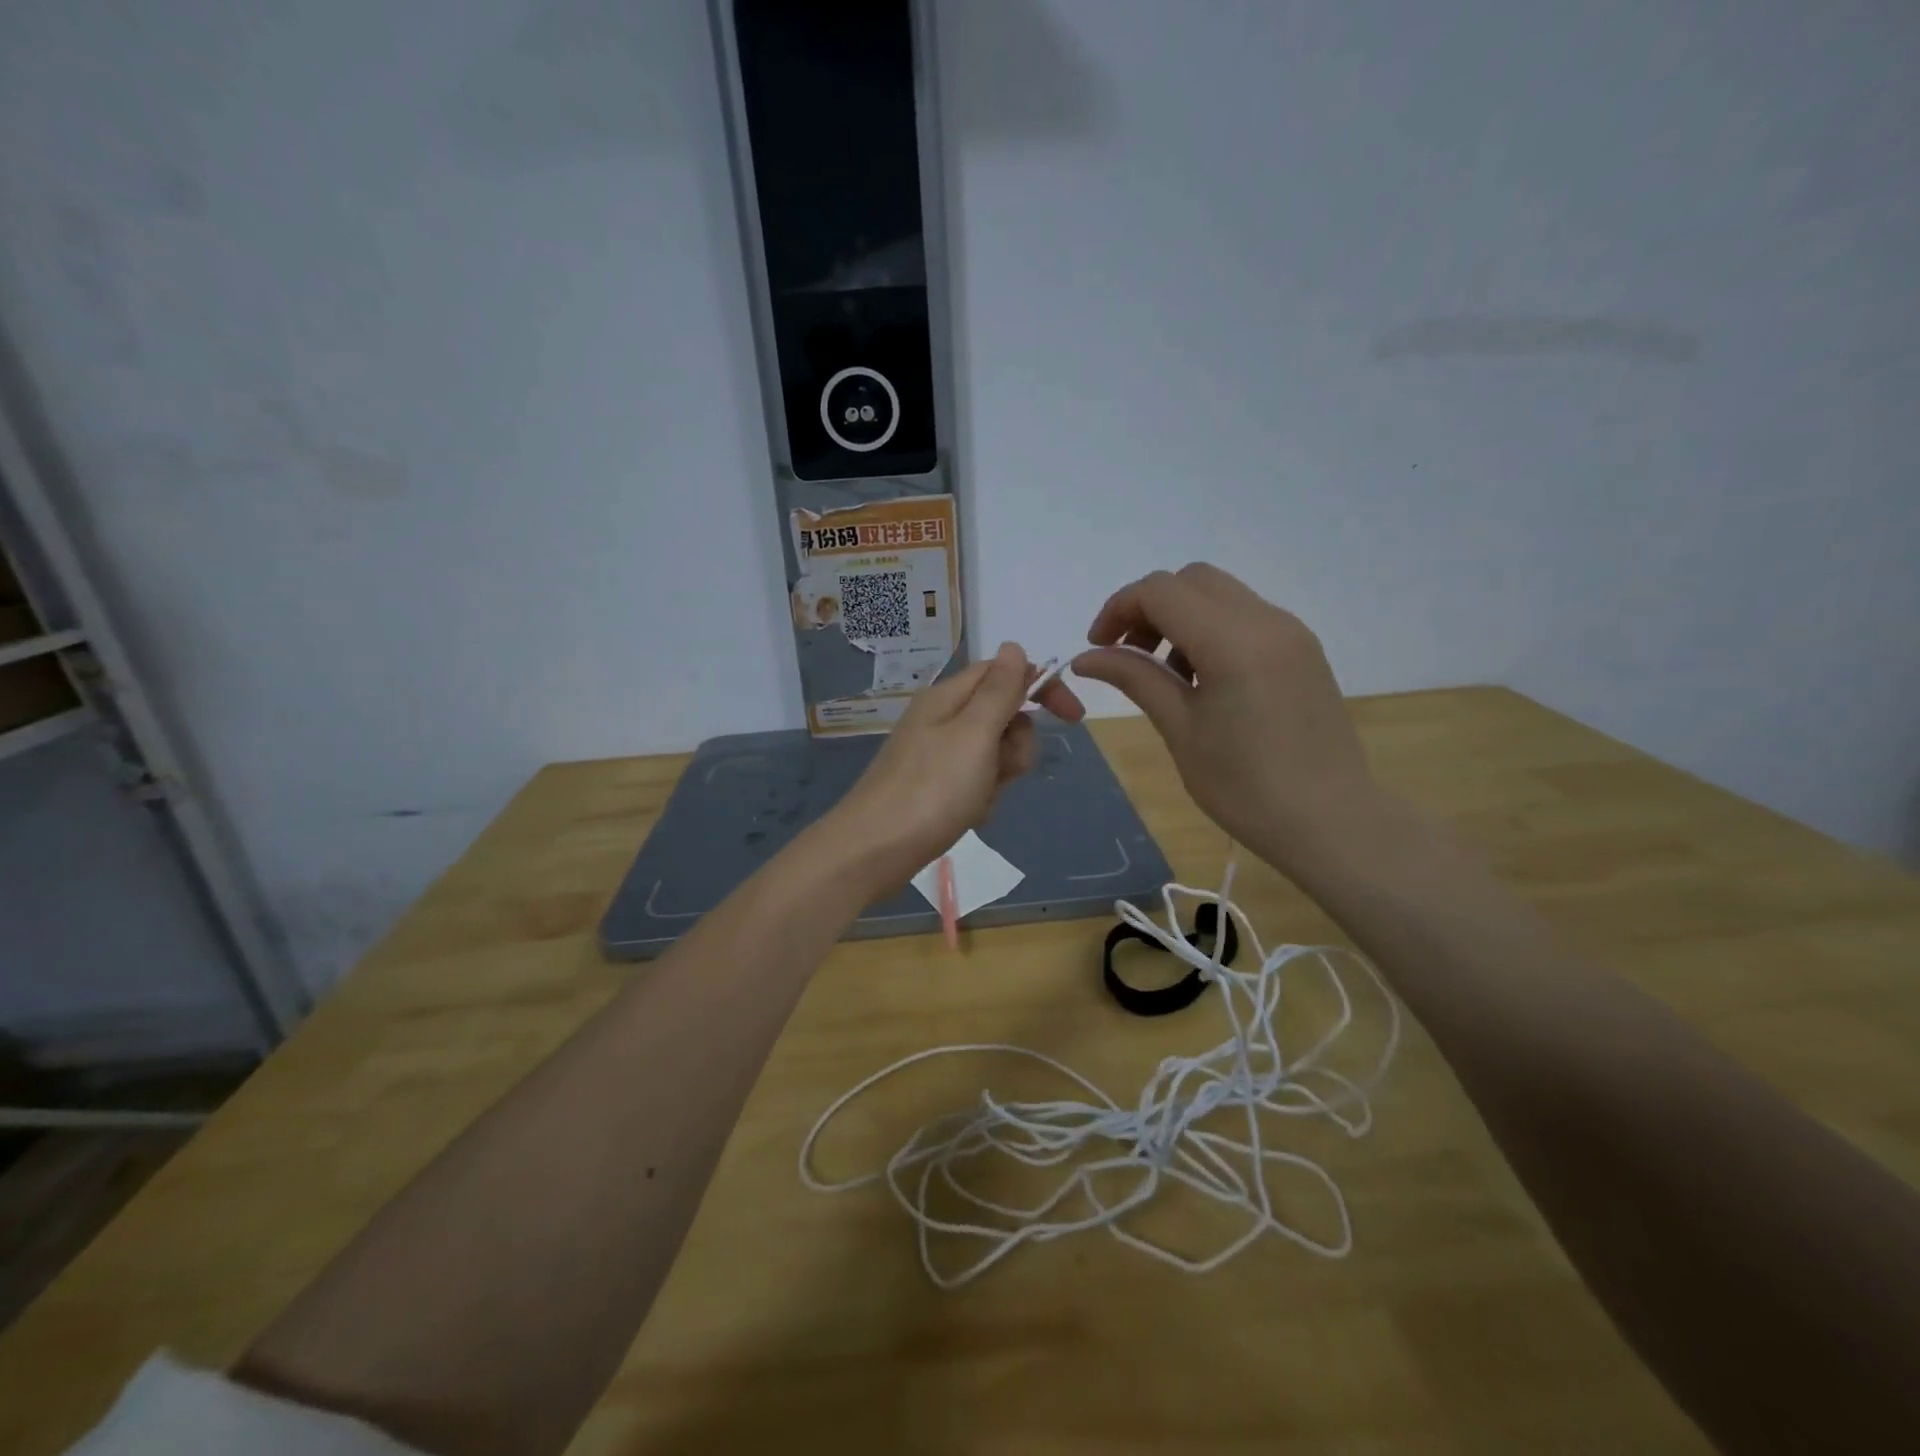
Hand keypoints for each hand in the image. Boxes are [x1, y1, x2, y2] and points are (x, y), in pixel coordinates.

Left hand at [831, 643, 1084, 891]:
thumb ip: (999, 690)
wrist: (874, 851)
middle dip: (1016, 744)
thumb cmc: (931, 790)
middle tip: (1003, 769)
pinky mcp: (934, 788)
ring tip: (978, 799)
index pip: (1004, 672)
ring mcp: (937, 755)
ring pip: (993, 754)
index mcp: (949, 697)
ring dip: (999, 776)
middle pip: (1002, 716)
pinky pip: (976, 783)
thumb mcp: (974, 734)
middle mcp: (942, 720)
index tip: (1073, 717)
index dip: (1040, 687)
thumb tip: (1014, 646)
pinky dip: (981, 798)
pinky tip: (968, 816)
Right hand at [1071, 564, 1380, 873]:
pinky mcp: (1303, 650)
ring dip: (1180, 617)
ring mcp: (1291, 632)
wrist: (1330, 822)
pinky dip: (1210, 630)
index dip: (1118, 609)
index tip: (1098, 648)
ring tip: (1165, 674)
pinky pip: (1245, 617)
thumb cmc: (1245, 787)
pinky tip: (1203, 680)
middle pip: (1191, 580)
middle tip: (1128, 654)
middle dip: (1148, 607)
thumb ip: (1134, 678)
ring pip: (1220, 595)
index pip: (1160, 591)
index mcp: (1233, 641)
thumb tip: (1086, 657)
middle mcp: (1267, 620)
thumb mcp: (1179, 729)